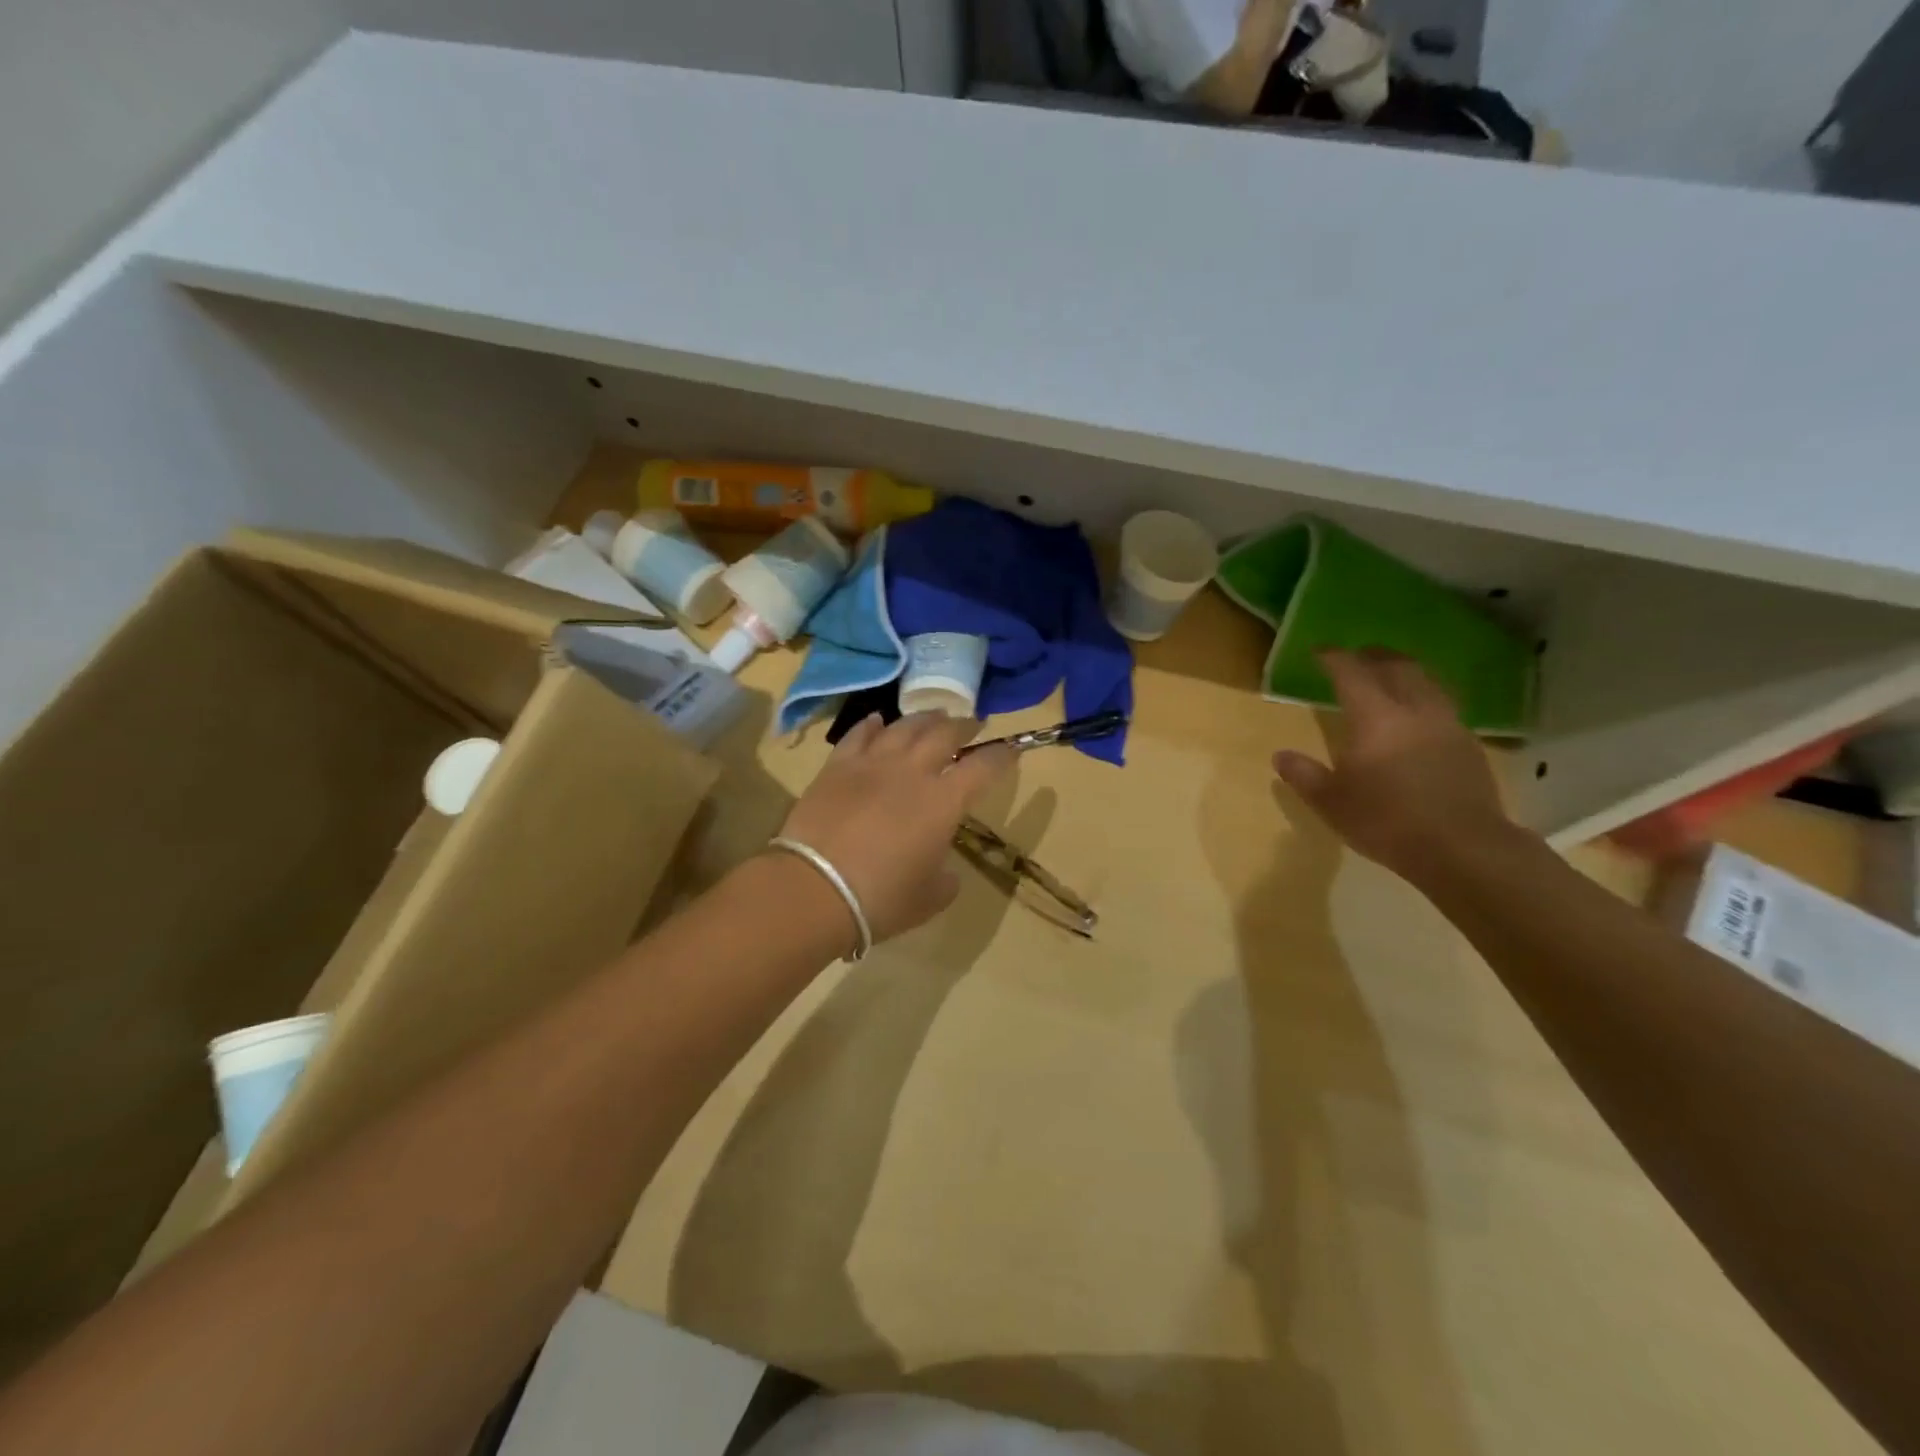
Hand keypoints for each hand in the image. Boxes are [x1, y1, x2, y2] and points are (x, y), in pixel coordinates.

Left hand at [777, 713, 1015, 944]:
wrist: (813, 889)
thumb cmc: (880, 898)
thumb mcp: (928, 899)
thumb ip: (945, 878)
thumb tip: (942, 869)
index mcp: (944, 802)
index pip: (983, 767)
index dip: (1001, 755)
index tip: (1011, 749)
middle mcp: (912, 772)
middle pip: (945, 733)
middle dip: (964, 725)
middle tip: (972, 724)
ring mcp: (872, 764)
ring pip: (904, 726)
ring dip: (925, 718)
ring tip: (934, 715)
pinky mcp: (837, 766)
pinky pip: (859, 735)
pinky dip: (873, 724)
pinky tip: (879, 720)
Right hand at [1272, 649, 1512, 883]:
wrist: (1462, 848)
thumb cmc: (1386, 821)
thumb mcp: (1331, 802)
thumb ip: (1303, 775)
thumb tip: (1280, 756)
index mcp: (1375, 717)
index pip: (1351, 673)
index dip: (1334, 658)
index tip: (1320, 651)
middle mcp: (1414, 710)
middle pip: (1397, 667)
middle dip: (1375, 656)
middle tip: (1359, 656)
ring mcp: (1447, 725)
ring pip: (1427, 682)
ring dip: (1406, 672)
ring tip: (1392, 678)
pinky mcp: (1469, 745)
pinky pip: (1443, 706)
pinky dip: (1425, 699)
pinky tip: (1418, 718)